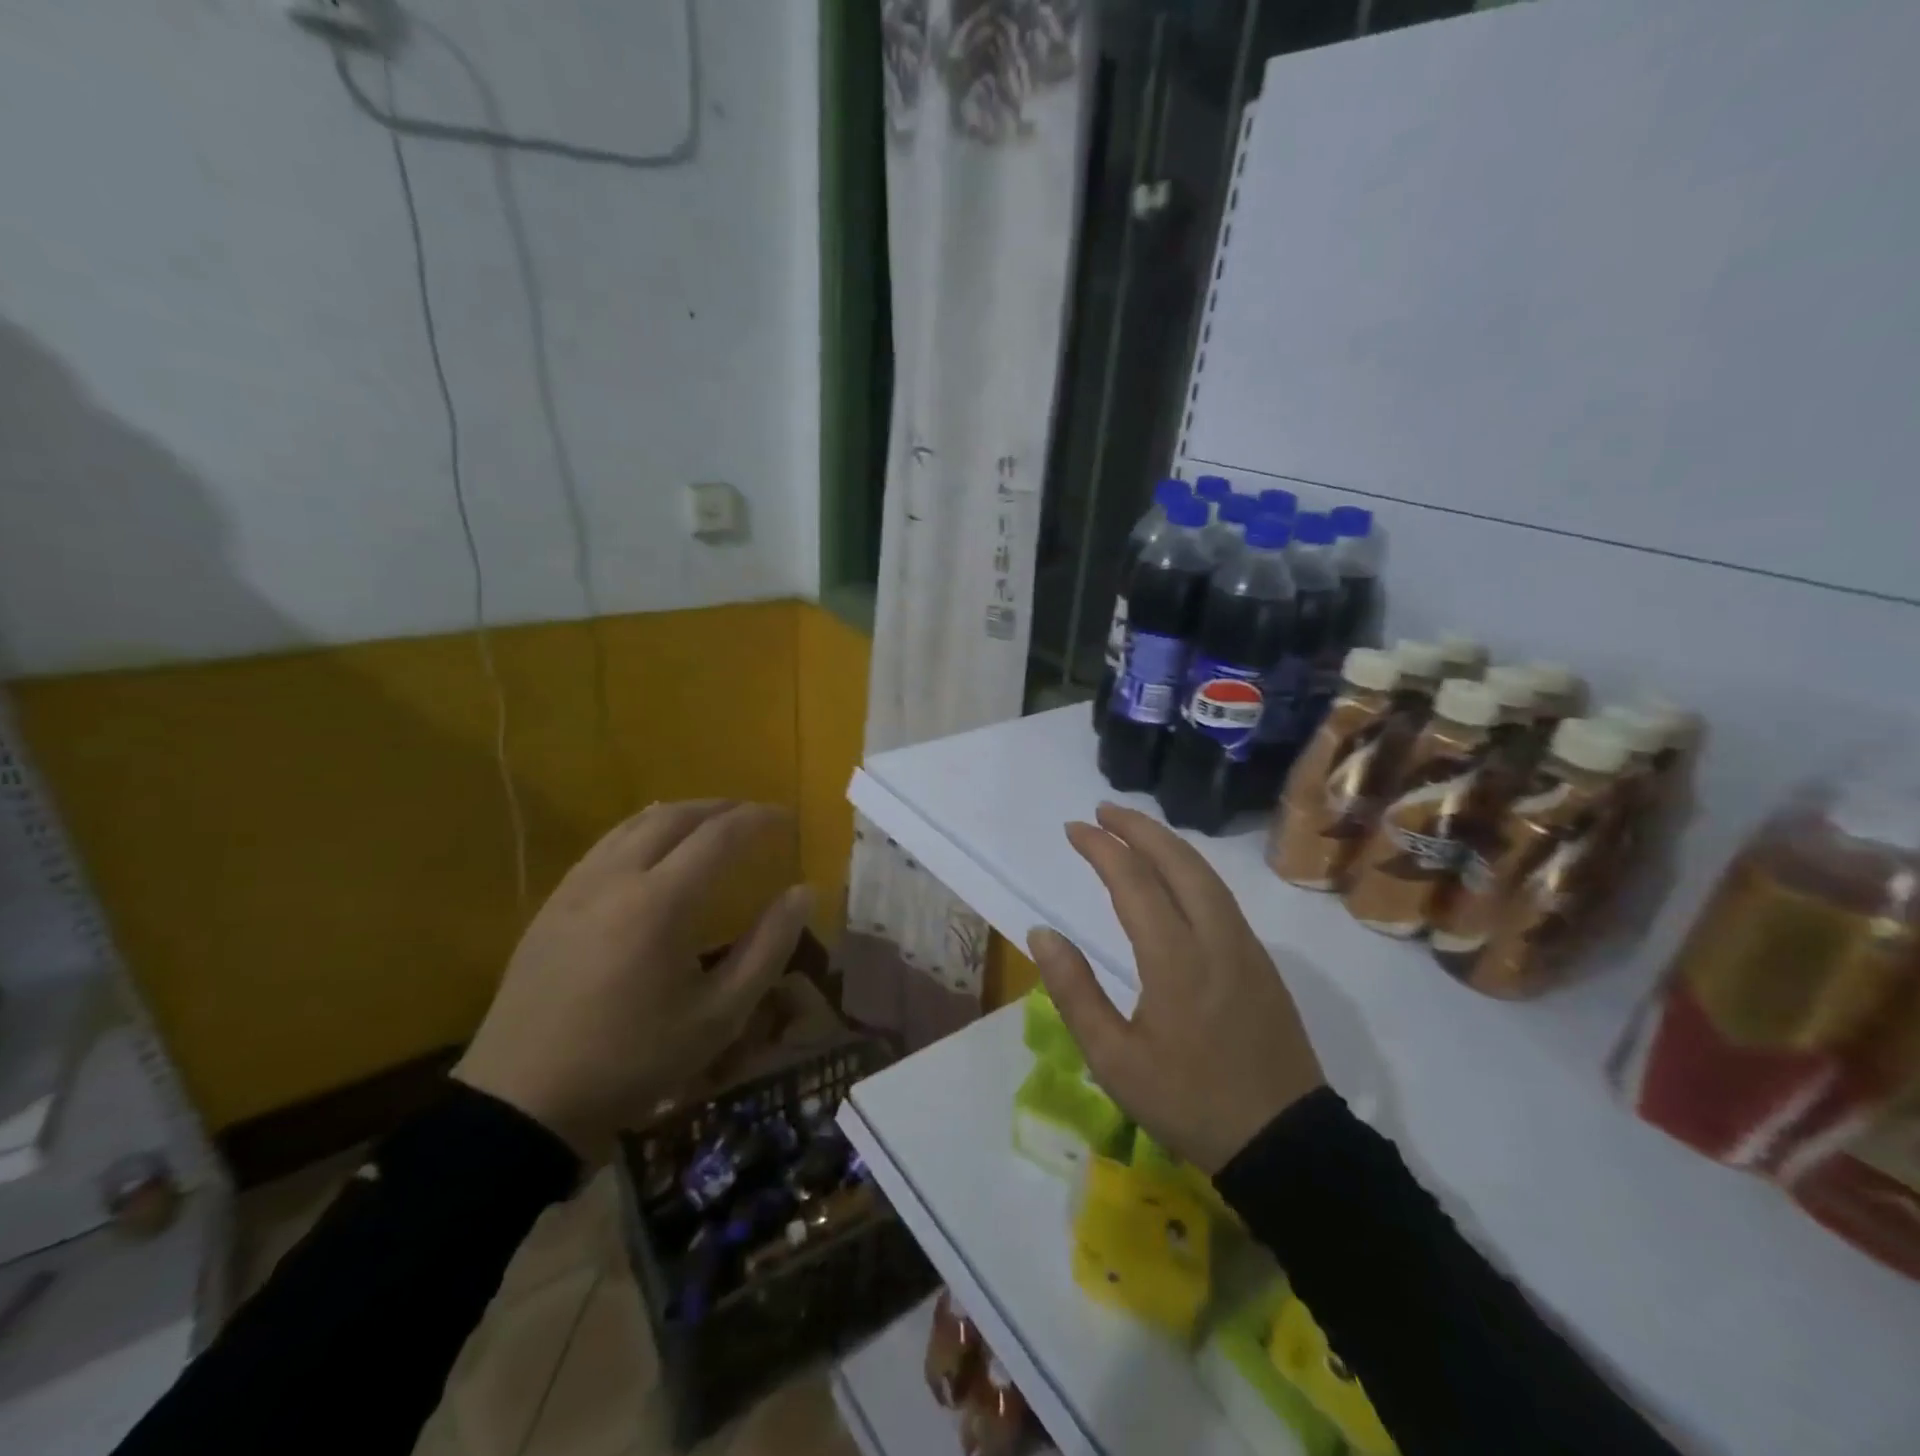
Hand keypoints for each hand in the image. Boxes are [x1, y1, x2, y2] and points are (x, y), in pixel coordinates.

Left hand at [454, 801, 811, 1164]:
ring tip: (710, 824)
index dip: (759, 819)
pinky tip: (653, 853)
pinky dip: (642, 831)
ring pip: (634, 824)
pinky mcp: (551, 905)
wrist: (523, 1103)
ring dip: (680, 814)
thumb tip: (803, 892)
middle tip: (753, 817)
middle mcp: (616, 878)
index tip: (787, 819)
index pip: (720, 835)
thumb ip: (768, 948)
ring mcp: (576, 888)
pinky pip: (605, 845)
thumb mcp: (719, 1015)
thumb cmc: (633, 1060)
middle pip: (675, 816)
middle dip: (721, 808)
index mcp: (661, 903)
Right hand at [1026, 803, 1324, 1174]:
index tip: (1073, 829)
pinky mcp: (1261, 961)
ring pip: (1206, 875)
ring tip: (1133, 831)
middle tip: (1102, 811)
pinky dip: (1191, 868)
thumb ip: (1075, 991)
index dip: (1102, 849)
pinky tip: (1176, 876)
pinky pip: (1222, 896)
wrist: (1284, 1142)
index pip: (1134, 882)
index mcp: (1176, 959)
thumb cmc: (1189, 1102)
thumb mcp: (1114, 1060)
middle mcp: (1215, 938)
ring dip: (1167, 844)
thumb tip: (1042, 934)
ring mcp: (1245, 947)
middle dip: (1138, 828)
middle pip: (1178, 862)